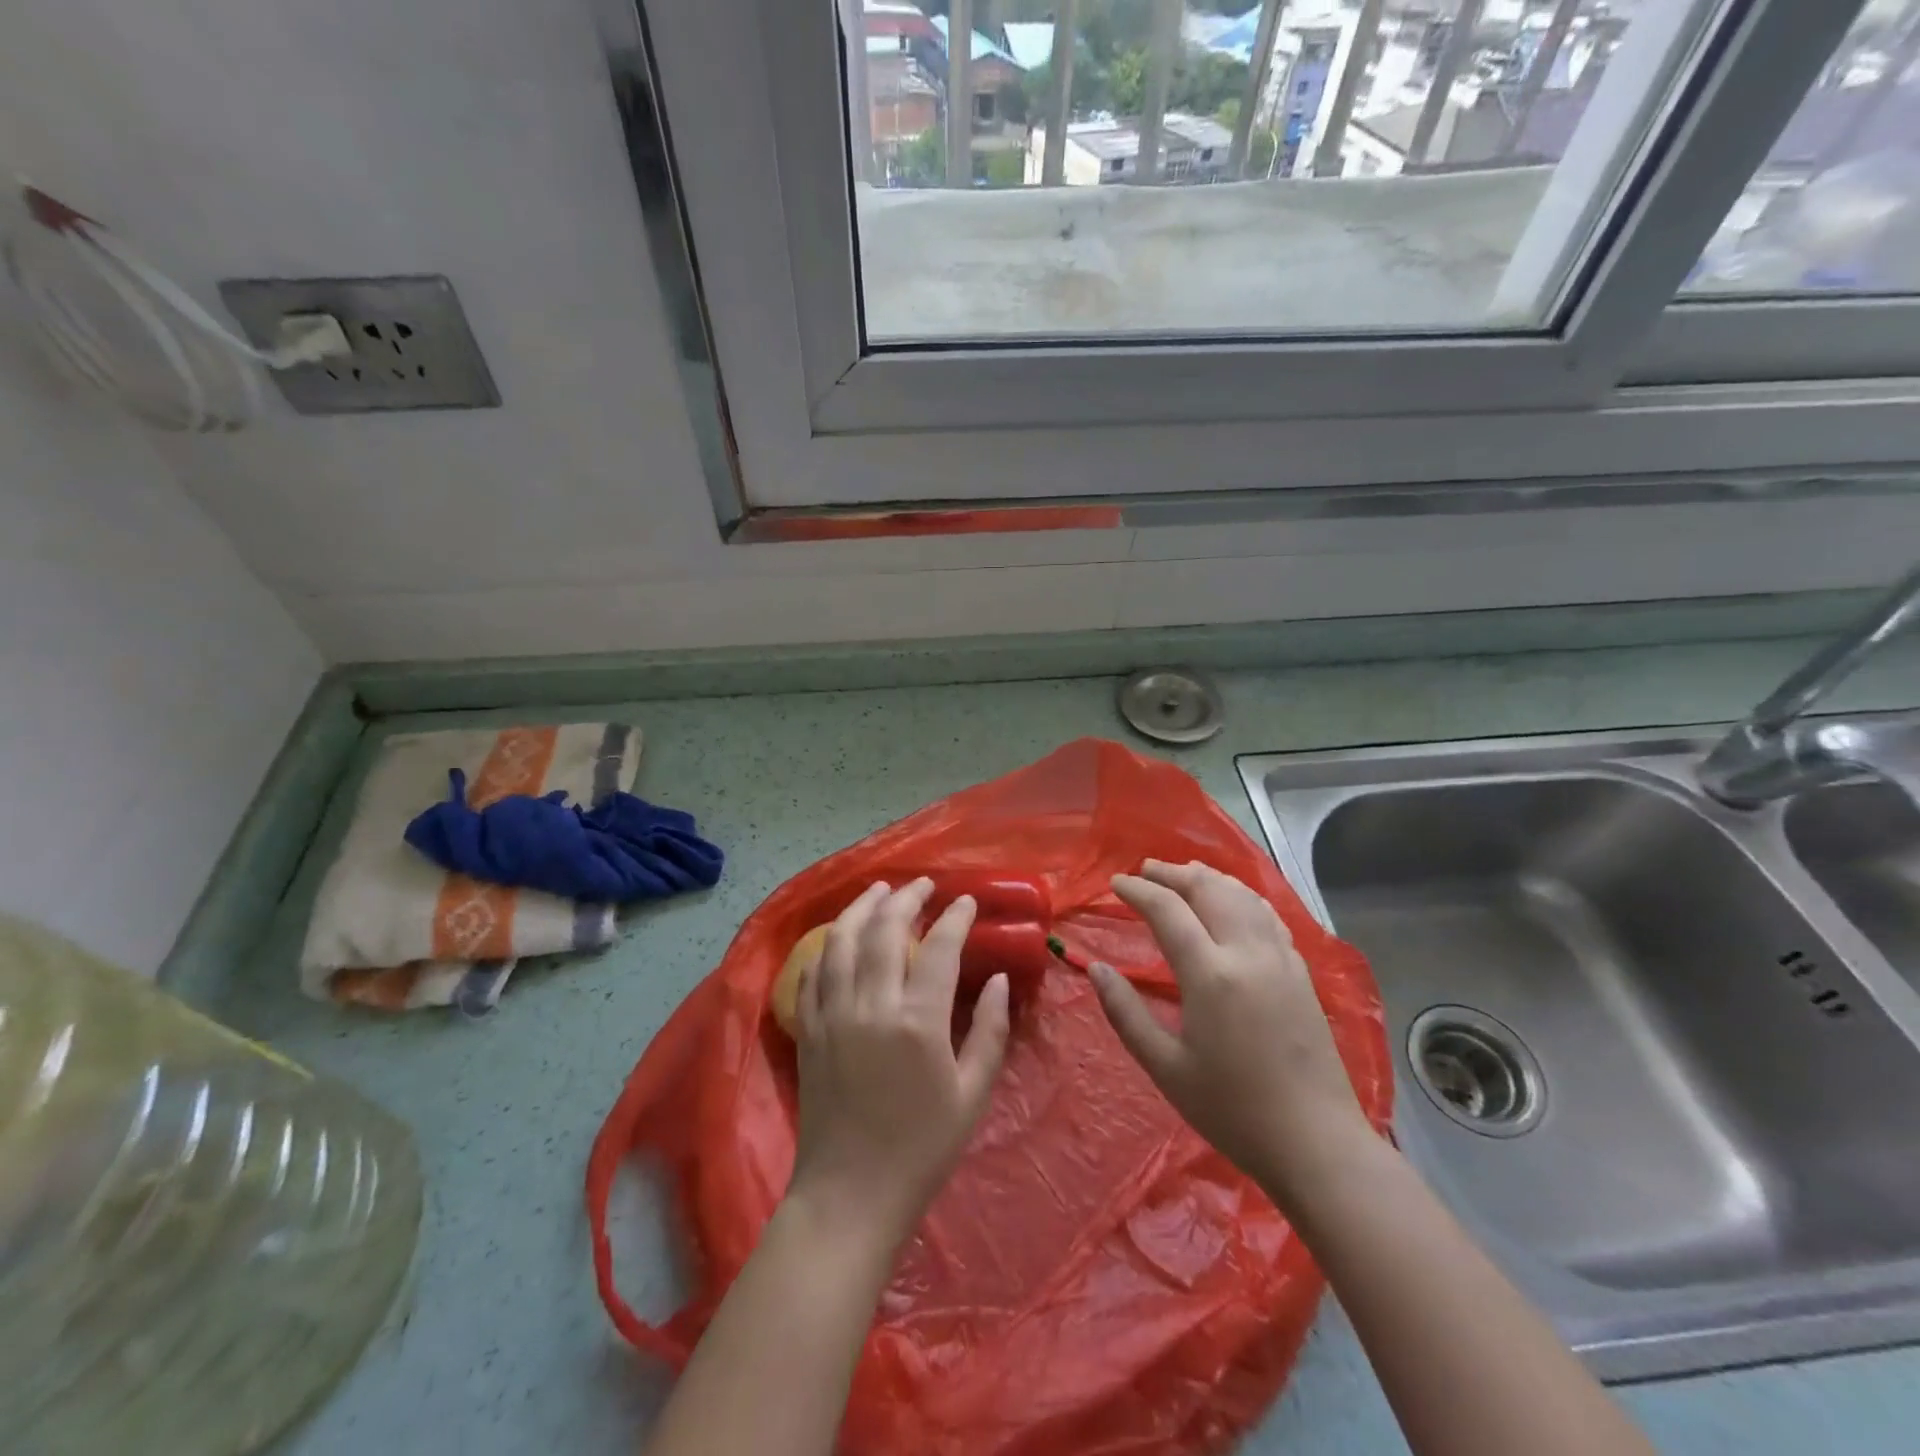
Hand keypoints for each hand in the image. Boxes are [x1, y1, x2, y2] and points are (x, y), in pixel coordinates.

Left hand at [788, 878, 1011, 1247]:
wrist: (851, 1194)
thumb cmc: (922, 1148)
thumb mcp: (972, 1093)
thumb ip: (988, 1030)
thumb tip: (998, 980)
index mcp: (918, 1020)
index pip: (940, 946)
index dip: (955, 916)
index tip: (966, 900)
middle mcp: (871, 1004)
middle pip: (885, 928)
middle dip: (906, 897)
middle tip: (923, 884)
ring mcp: (833, 1013)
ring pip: (841, 940)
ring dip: (861, 907)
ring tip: (879, 890)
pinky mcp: (808, 1028)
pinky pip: (812, 972)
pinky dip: (826, 945)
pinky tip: (838, 936)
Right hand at [1091, 860, 1373, 1211]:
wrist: (1316, 1144)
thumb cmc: (1232, 1110)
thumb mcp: (1165, 1067)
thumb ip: (1125, 1012)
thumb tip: (1096, 969)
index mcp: (1210, 974)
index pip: (1167, 910)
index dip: (1138, 891)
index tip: (1115, 885)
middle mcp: (1247, 953)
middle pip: (1208, 889)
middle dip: (1172, 873)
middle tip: (1145, 871)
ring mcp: (1280, 959)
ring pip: (1242, 896)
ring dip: (1209, 878)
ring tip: (1184, 875)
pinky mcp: (1301, 972)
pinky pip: (1267, 915)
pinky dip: (1241, 896)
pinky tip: (1233, 903)